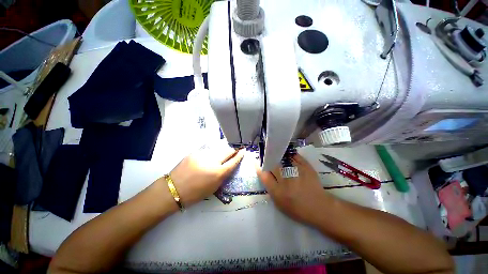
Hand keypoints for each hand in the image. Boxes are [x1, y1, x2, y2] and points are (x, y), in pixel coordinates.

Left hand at [168, 144, 243, 206]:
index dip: (240, 155)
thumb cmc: (196, 193)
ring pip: (218, 148)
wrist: (174, 189)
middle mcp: (212, 162)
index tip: (243, 150)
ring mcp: (203, 155)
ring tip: (224, 150)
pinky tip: (211, 153)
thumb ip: (223, 175)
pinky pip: (208, 149)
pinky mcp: (195, 152)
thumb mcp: (214, 187)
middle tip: (236, 148)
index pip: (233, 161)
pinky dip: (212, 150)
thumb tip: (229, 165)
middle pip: (227, 151)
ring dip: (223, 149)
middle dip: (233, 149)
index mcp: (218, 173)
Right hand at [257, 154, 327, 225]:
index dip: (259, 168)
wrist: (320, 208)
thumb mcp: (280, 204)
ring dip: (278, 154)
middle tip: (266, 155)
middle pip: (273, 165)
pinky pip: (296, 157)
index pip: (264, 176)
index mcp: (279, 192)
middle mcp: (286, 181)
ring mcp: (297, 173)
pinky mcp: (307, 168)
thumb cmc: (298, 209)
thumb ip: (271, 190)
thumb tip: (265, 176)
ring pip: (283, 159)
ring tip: (275, 151)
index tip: (256, 162)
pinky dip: (291, 154)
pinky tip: (288, 153)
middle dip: (268, 159)